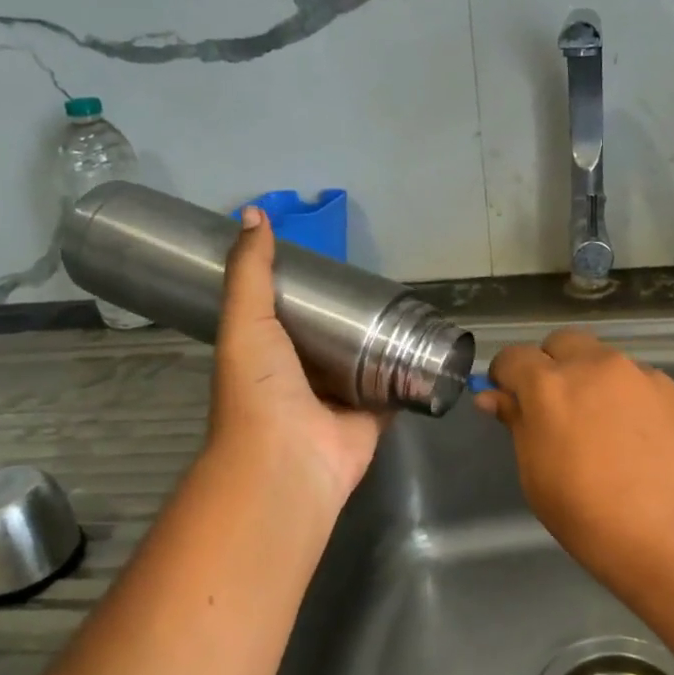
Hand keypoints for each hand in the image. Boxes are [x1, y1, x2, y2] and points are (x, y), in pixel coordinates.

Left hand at [207, 207, 384, 509]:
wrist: (288, 460)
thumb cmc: (259, 389)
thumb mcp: (245, 320)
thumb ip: (251, 272)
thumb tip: (253, 214)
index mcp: (268, 353)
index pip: (288, 312)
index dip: (306, 288)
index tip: (330, 261)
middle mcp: (303, 375)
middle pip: (332, 335)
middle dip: (350, 313)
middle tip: (377, 281)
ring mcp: (340, 398)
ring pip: (365, 360)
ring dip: (383, 339)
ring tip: (408, 304)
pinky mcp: (373, 415)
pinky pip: (395, 387)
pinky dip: (410, 371)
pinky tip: (428, 344)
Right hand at [475, 328, 673, 584]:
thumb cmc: (596, 522)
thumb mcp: (539, 480)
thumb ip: (518, 427)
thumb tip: (496, 397)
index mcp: (552, 386)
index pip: (514, 357)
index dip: (505, 376)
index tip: (508, 401)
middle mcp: (599, 367)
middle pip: (564, 342)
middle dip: (552, 365)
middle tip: (556, 410)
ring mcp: (646, 378)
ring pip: (609, 363)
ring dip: (596, 384)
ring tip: (608, 435)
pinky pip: (645, 387)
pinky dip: (634, 404)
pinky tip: (646, 448)